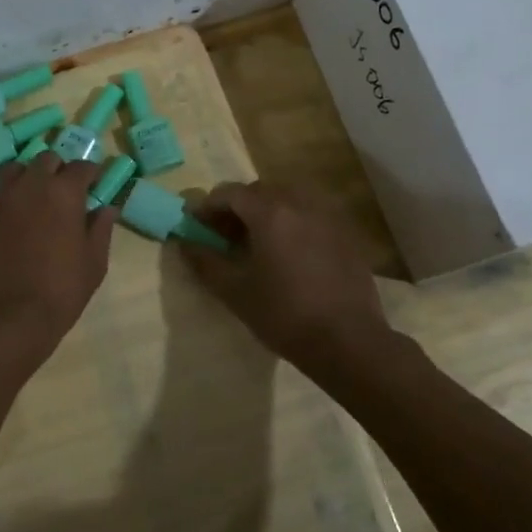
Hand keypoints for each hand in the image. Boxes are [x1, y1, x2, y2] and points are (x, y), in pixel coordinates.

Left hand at [0, 154, 115, 362]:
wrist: (5, 317)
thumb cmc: (60, 291)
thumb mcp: (94, 263)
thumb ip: (101, 229)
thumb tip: (108, 208)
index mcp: (64, 193)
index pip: (82, 166)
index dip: (90, 174)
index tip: (93, 185)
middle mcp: (30, 185)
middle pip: (46, 160)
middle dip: (57, 170)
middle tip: (62, 192)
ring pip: (14, 170)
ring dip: (27, 178)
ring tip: (32, 199)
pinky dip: (2, 200)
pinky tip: (6, 221)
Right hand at [180, 181, 386, 364]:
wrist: (348, 341)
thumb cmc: (284, 314)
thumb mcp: (234, 291)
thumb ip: (205, 261)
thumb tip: (183, 242)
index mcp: (270, 212)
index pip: (230, 192)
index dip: (208, 206)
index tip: (196, 225)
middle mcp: (300, 202)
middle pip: (260, 191)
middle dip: (237, 207)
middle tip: (225, 235)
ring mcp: (328, 215)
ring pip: (289, 197)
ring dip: (267, 210)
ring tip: (258, 240)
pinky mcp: (346, 232)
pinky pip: (311, 213)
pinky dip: (293, 221)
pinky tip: (290, 251)